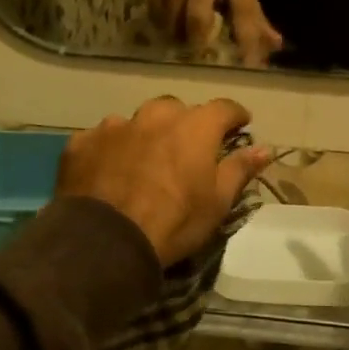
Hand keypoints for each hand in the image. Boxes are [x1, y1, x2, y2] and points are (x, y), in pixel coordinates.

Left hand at [58, 97, 272, 265]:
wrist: (104, 241)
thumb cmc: (173, 223)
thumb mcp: (217, 203)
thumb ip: (240, 169)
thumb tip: (265, 148)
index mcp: (194, 127)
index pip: (223, 108)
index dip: (235, 116)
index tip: (241, 125)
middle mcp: (154, 116)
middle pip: (176, 110)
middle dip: (185, 124)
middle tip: (187, 149)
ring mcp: (114, 126)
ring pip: (136, 122)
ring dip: (144, 136)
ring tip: (143, 162)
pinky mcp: (83, 142)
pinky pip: (102, 139)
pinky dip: (110, 151)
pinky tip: (108, 172)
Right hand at [148, 0, 282, 66]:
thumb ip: (256, 21)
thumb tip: (276, 45)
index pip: (243, 13)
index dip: (246, 42)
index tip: (247, 66)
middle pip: (198, 17)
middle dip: (198, 41)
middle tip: (198, 56)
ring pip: (173, 18)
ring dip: (177, 35)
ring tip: (182, 40)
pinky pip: (155, 12)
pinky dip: (162, 24)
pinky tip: (169, 25)